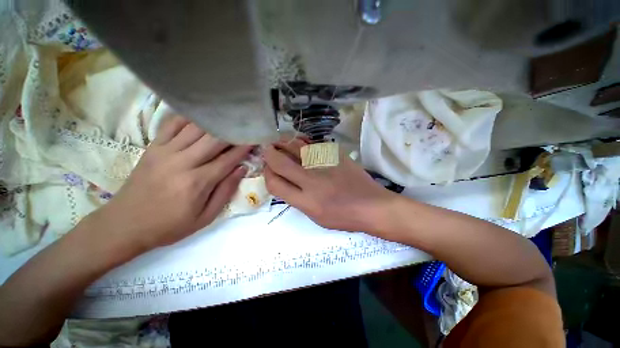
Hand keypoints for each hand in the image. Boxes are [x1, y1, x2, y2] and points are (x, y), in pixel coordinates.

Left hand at [90, 116, 250, 249]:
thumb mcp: (205, 217)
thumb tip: (242, 169)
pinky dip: (189, 118)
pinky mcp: (153, 147)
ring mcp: (165, 152)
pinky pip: (172, 125)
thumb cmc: (169, 225)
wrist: (124, 225)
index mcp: (198, 182)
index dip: (244, 148)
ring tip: (228, 121)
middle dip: (232, 133)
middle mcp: (182, 162)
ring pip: (195, 129)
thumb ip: (226, 191)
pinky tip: (201, 118)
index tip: (255, 140)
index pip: (228, 159)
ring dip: (215, 124)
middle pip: (214, 140)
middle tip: (244, 128)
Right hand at [263, 138, 394, 232]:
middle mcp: (312, 181)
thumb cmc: (344, 217)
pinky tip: (300, 143)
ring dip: (284, 143)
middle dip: (269, 153)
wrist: (371, 205)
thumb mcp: (316, 217)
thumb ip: (297, 198)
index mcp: (306, 201)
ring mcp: (325, 165)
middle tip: (268, 149)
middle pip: (280, 162)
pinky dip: (302, 142)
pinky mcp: (336, 155)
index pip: (275, 183)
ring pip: (296, 147)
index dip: (267, 174)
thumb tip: (285, 180)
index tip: (268, 168)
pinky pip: (313, 144)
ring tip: (280, 142)